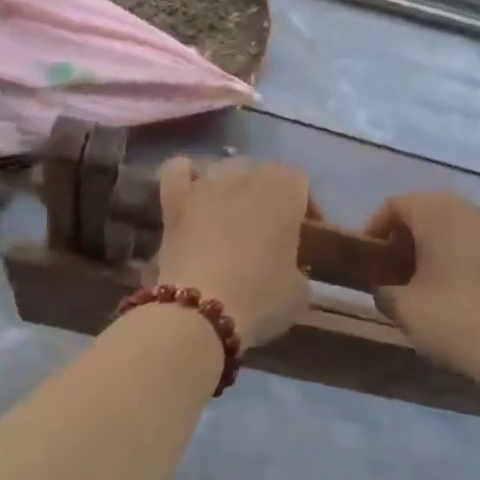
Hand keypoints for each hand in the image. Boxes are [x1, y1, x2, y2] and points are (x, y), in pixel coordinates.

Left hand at [153, 157, 312, 348]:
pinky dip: (186, 175)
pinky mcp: (174, 200)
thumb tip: (289, 270)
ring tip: (231, 215)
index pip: (300, 181)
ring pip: (224, 168)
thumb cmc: (260, 297)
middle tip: (268, 229)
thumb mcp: (299, 292)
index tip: (305, 233)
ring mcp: (207, 184)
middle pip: (263, 171)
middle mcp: (247, 175)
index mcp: (285, 191)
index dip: (305, 205)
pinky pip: (178, 170)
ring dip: (231, 186)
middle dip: (268, 194)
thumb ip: (298, 269)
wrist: (199, 311)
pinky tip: (191, 191)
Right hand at [366, 191, 479, 392]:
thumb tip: (386, 290)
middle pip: (429, 207)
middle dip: (409, 231)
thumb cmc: (456, 321)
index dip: (377, 225)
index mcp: (436, 214)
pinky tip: (464, 287)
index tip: (370, 254)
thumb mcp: (405, 310)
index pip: (397, 203)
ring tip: (429, 276)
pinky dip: (466, 255)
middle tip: (397, 263)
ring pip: (458, 223)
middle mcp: (468, 211)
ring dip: (439, 241)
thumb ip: (385, 292)